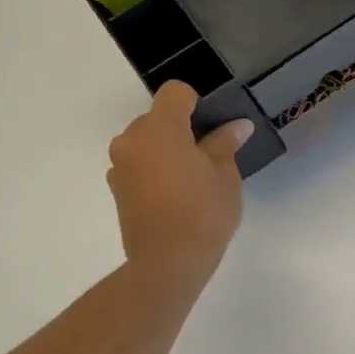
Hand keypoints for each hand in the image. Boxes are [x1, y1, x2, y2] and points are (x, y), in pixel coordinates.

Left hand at [107, 82, 251, 300]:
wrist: (169, 261)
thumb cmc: (204, 211)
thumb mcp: (225, 175)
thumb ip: (225, 144)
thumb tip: (237, 126)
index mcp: (160, 128)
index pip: (175, 93)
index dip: (197, 102)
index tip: (214, 124)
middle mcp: (132, 140)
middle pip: (158, 118)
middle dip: (181, 129)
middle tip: (209, 156)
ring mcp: (120, 165)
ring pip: (146, 143)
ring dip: (166, 151)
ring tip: (192, 179)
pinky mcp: (117, 189)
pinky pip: (138, 166)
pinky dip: (155, 171)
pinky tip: (175, 196)